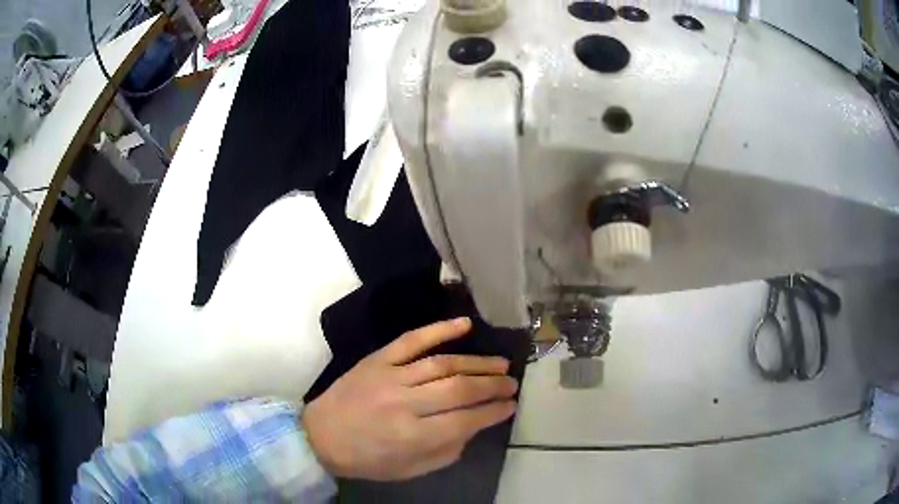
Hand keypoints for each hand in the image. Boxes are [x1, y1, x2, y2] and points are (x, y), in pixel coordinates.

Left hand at [302, 317, 517, 480]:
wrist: (320, 435)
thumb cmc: (367, 459)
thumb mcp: (410, 469)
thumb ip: (446, 451)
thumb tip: (473, 426)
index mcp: (412, 437)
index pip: (466, 420)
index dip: (493, 412)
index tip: (511, 406)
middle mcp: (405, 403)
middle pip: (459, 389)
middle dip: (492, 385)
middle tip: (512, 384)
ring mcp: (390, 376)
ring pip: (443, 363)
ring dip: (477, 362)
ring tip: (500, 364)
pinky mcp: (377, 359)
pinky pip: (412, 340)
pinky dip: (439, 329)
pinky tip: (465, 324)